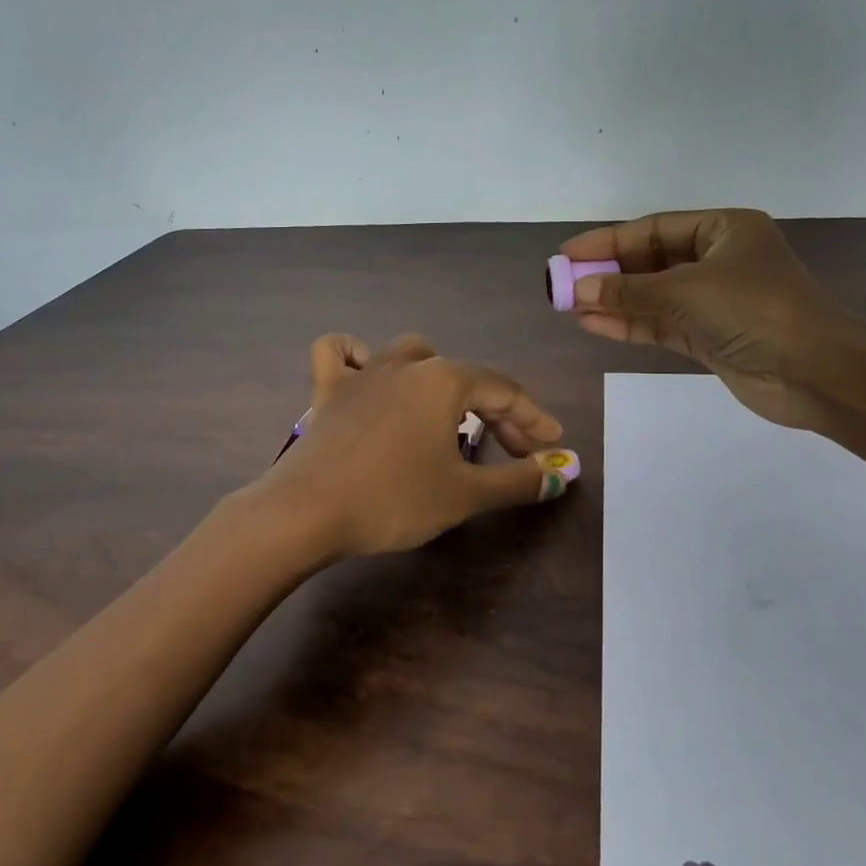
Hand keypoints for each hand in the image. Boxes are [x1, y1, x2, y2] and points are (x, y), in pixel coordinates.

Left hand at [250, 333, 579, 560]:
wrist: (306, 511)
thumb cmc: (394, 499)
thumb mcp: (464, 494)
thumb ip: (517, 480)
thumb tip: (559, 473)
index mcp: (444, 380)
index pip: (503, 390)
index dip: (533, 419)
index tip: (552, 444)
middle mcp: (406, 364)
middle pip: (463, 376)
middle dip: (494, 410)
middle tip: (512, 450)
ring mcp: (362, 373)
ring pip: (410, 355)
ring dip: (438, 379)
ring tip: (448, 412)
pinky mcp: (327, 390)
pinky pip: (340, 354)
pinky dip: (356, 356)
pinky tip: (368, 374)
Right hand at [559, 209, 859, 428]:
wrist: (816, 373)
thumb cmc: (755, 311)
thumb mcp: (686, 291)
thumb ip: (629, 291)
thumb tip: (578, 289)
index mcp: (723, 230)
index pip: (653, 229)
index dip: (607, 241)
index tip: (568, 254)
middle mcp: (718, 260)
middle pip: (650, 262)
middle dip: (607, 273)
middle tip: (563, 283)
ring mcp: (714, 301)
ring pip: (652, 296)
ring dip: (613, 301)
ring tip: (568, 306)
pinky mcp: (709, 336)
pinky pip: (660, 324)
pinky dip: (629, 323)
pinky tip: (593, 323)